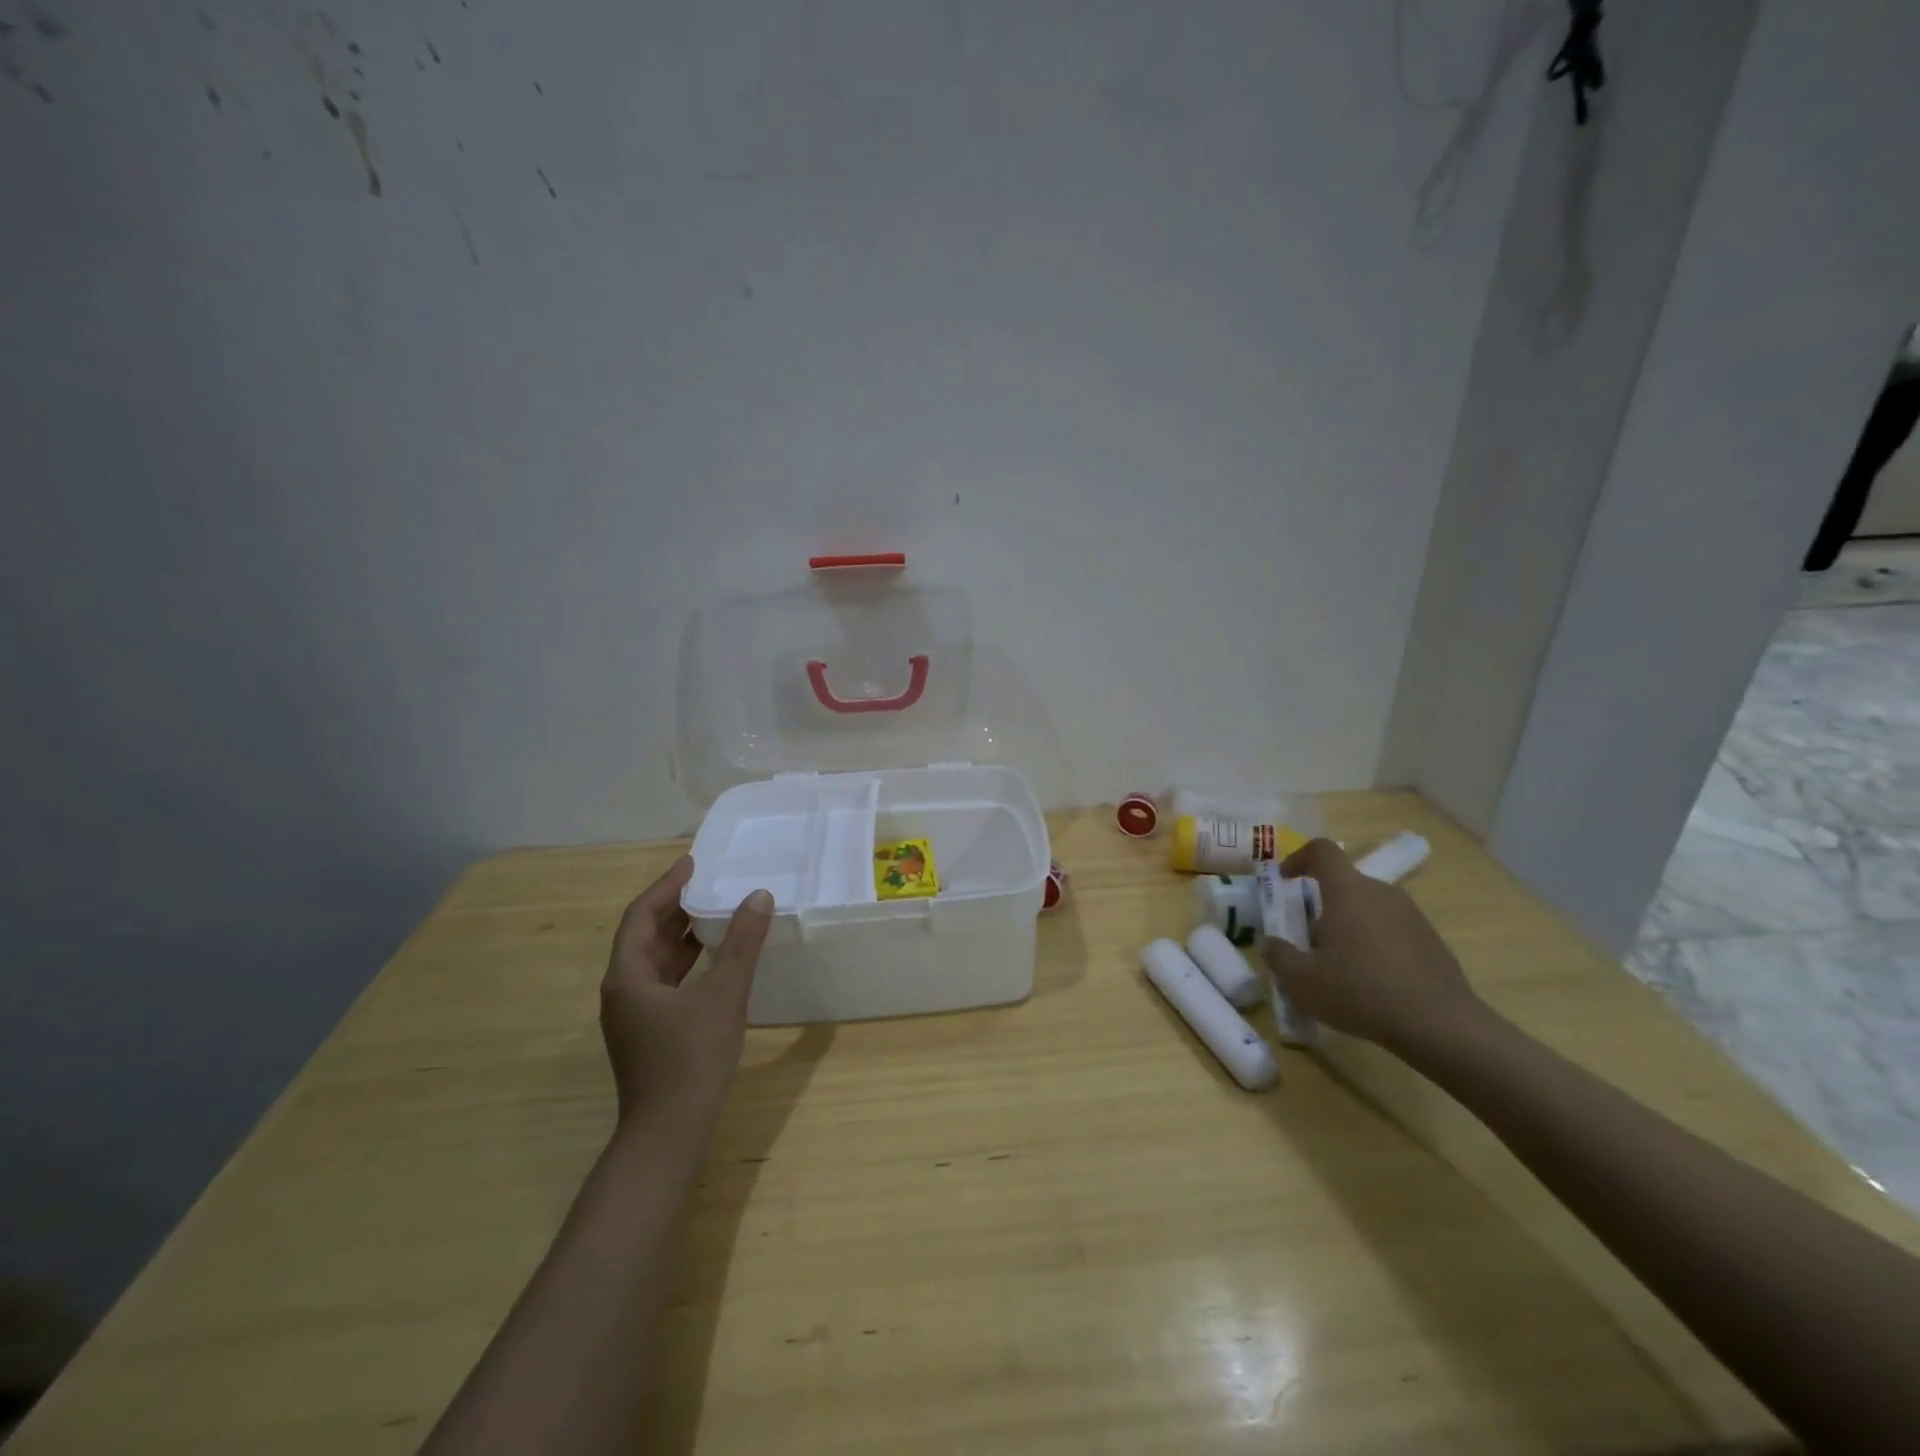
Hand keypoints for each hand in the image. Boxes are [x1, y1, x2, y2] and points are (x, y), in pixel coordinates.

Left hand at [599, 855, 773, 1123]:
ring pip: (656, 961)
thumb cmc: (692, 1058)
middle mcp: (622, 991)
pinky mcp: (649, 1033)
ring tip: (717, 912)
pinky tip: (715, 960)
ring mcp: (634, 1015)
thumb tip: (759, 897)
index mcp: (627, 976)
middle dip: (676, 908)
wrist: (669, 1134)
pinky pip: (666, 982)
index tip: (693, 863)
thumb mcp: (724, 994)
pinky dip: (688, 963)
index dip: (666, 886)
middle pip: (645, 937)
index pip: (642, 916)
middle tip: (710, 883)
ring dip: (683, 936)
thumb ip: (741, 944)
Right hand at [1259, 838, 1483, 1052]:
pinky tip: (1371, 982)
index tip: (1285, 879)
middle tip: (1308, 940)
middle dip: (1321, 906)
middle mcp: (1381, 893)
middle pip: (1344, 884)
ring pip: (1368, 908)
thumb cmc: (1361, 992)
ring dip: (1348, 926)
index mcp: (1348, 891)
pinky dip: (1374, 944)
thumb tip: (1269, 943)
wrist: (1441, 1025)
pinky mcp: (1431, 940)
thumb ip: (1279, 957)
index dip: (1299, 857)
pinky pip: (1391, 929)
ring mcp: (1411, 915)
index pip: (1322, 851)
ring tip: (1338, 966)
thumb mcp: (1302, 981)